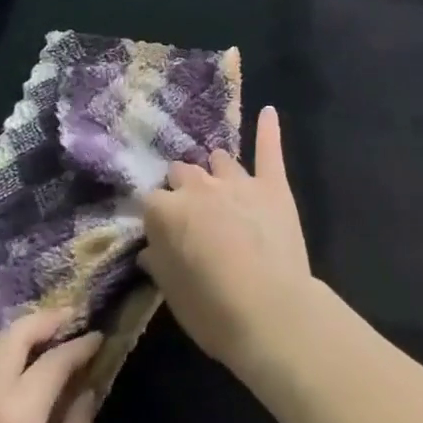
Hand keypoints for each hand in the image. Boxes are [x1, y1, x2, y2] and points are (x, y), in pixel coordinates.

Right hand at [137, 106, 315, 381]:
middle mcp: (200, 187)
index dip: (154, 216)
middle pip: (183, 172)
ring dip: (216, 170)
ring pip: (220, 160)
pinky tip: (268, 112)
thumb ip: (159, 262)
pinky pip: (268, 149)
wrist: (270, 310)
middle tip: (190, 210)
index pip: (149, 201)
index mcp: (168, 211)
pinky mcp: (272, 184)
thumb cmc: (212, 310)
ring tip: (219, 180)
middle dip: (182, 187)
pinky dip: (268, 129)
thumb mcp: (172, 294)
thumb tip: (150, 249)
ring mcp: (239, 181)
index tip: (159, 231)